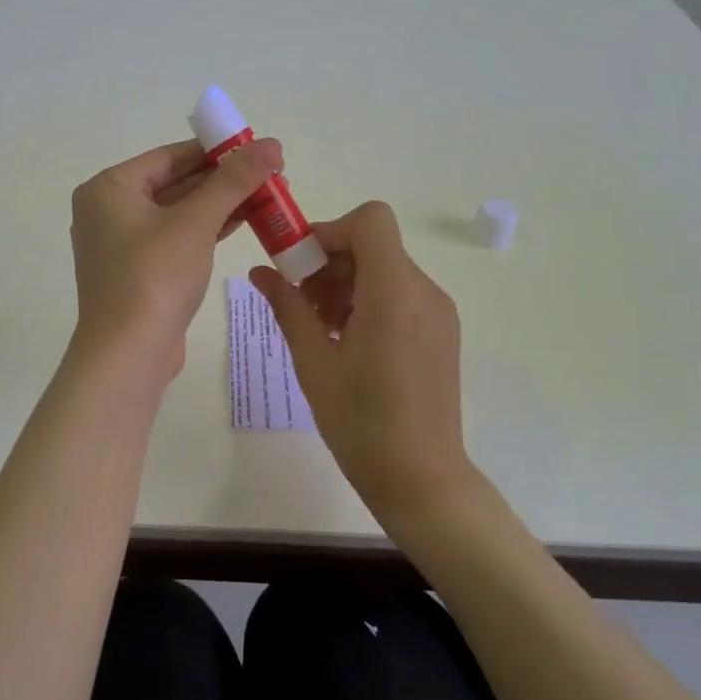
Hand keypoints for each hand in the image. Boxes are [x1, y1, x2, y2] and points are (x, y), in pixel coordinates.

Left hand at [71, 136, 282, 375]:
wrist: (128, 355)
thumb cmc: (154, 277)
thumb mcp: (196, 222)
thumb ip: (234, 180)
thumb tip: (271, 143)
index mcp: (109, 188)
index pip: (170, 156)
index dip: (217, 150)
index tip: (258, 148)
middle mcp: (109, 210)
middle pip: (175, 182)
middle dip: (224, 179)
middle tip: (272, 174)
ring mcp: (122, 244)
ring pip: (179, 212)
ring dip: (221, 204)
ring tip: (269, 196)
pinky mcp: (139, 272)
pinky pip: (176, 238)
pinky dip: (208, 229)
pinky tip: (245, 221)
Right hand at [248, 202, 472, 525]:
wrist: (421, 478)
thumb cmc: (360, 422)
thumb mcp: (313, 362)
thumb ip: (287, 307)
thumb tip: (259, 271)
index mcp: (394, 292)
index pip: (370, 221)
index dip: (330, 231)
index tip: (299, 265)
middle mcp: (424, 291)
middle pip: (374, 245)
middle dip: (329, 262)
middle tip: (298, 302)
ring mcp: (437, 311)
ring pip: (385, 269)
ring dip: (346, 283)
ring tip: (319, 328)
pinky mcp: (440, 331)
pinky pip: (399, 294)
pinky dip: (367, 301)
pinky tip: (346, 342)